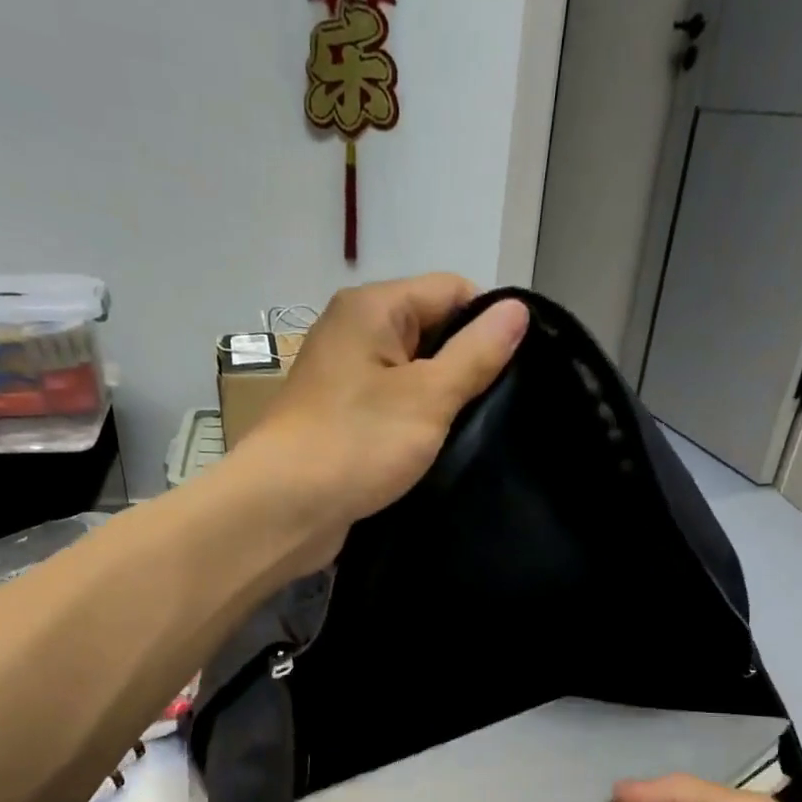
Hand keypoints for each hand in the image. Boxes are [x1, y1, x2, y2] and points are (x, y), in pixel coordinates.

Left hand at [229, 274, 528, 568]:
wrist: (283, 510)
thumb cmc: (356, 444)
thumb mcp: (428, 397)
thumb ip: (475, 354)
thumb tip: (517, 310)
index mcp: (372, 308)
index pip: (451, 290)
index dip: (489, 323)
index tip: (518, 369)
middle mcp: (354, 334)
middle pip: (431, 332)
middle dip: (466, 367)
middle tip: (501, 409)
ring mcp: (344, 381)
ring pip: (412, 378)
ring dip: (442, 403)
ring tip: (477, 433)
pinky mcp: (341, 422)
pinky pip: (391, 411)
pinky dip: (415, 427)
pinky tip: (439, 451)